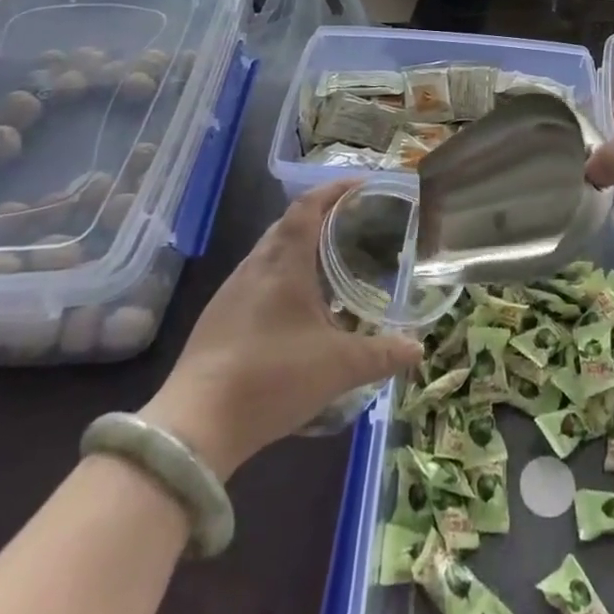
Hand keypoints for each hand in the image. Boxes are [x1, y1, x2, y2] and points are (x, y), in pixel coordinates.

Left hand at [141, 182, 419, 476]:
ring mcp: (231, 293)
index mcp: (284, 263)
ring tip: (331, 262)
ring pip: (269, 252)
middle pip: (288, 224)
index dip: (334, 189)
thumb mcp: (339, 367)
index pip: (308, 206)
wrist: (195, 427)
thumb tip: (419, 350)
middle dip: (321, 216)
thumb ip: (382, 355)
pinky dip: (282, 276)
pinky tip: (297, 306)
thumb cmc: (272, 378)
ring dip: (299, 247)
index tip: (363, 186)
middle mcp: (255, 267)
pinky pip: (256, 279)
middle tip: (354, 224)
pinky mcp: (217, 319)